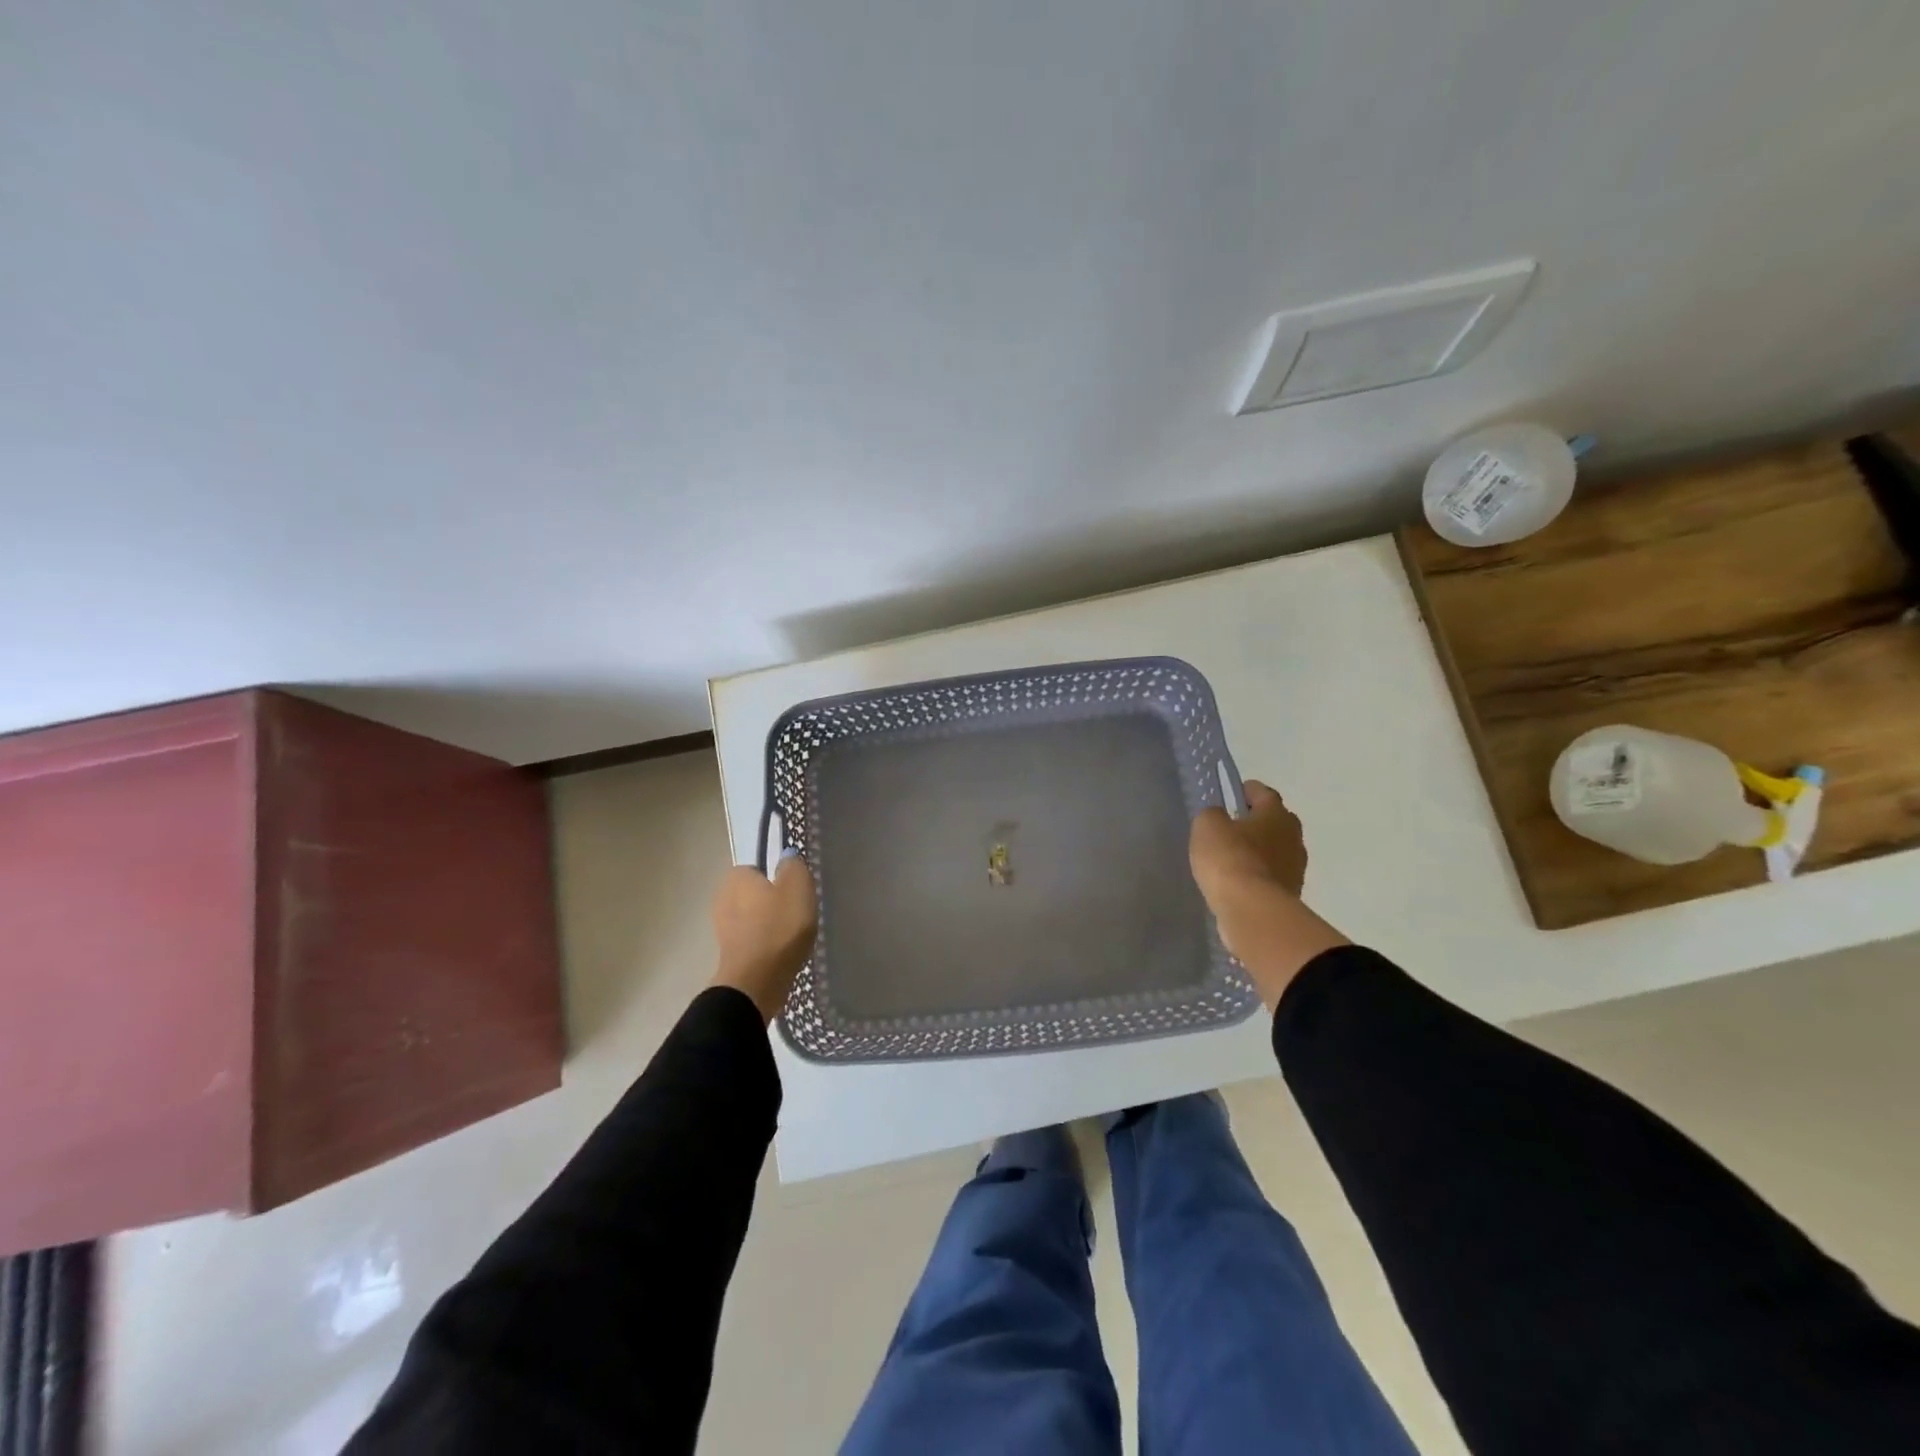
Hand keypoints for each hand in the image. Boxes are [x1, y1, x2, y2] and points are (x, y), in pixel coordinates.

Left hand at [710, 854, 817, 1022]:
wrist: (757, 982)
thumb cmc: (778, 927)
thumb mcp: (797, 887)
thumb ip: (793, 866)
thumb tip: (786, 858)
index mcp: (736, 877)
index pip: (759, 868)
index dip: (778, 879)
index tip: (794, 893)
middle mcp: (723, 898)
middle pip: (756, 894)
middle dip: (773, 902)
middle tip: (796, 914)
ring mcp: (722, 928)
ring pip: (754, 918)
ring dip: (770, 925)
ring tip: (792, 937)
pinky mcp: (729, 954)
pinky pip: (753, 940)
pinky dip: (766, 944)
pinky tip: (782, 953)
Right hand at [1191, 780, 1307, 902]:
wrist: (1253, 911)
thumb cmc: (1230, 858)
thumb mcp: (1208, 826)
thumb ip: (1213, 815)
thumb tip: (1220, 817)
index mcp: (1276, 814)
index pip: (1264, 793)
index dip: (1247, 791)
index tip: (1231, 794)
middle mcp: (1293, 837)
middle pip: (1275, 822)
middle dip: (1257, 822)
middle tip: (1231, 827)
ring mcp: (1295, 868)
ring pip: (1275, 851)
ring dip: (1258, 852)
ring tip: (1232, 858)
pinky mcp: (1290, 894)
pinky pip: (1271, 876)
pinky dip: (1257, 876)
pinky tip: (1238, 882)